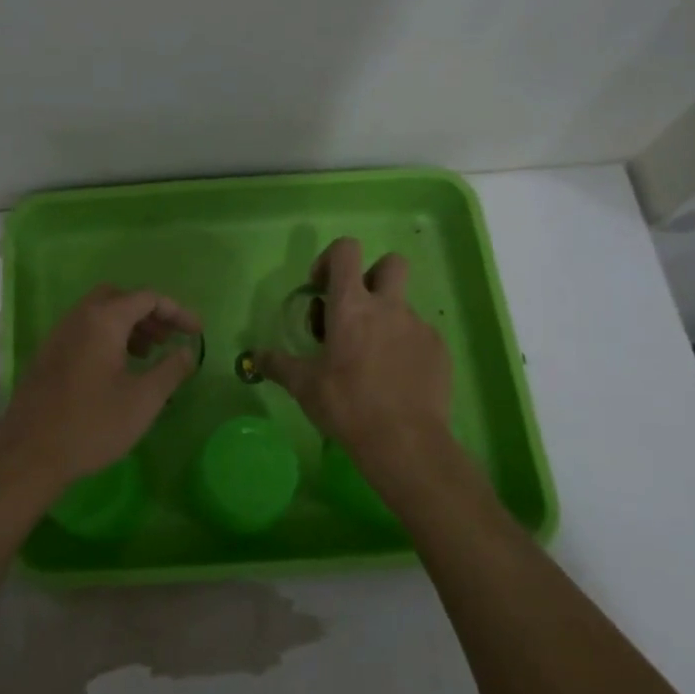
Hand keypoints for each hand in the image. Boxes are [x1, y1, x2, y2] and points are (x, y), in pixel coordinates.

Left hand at [0, 284, 201, 488]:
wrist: (29, 454)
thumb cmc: (92, 424)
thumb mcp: (143, 400)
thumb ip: (170, 370)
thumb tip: (187, 351)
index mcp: (103, 320)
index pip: (147, 298)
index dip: (176, 311)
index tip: (196, 332)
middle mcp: (78, 318)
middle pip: (119, 298)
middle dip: (148, 313)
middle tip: (166, 339)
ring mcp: (58, 335)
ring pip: (98, 313)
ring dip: (127, 325)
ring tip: (146, 355)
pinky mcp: (47, 355)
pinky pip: (83, 331)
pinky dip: (106, 337)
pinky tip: (116, 370)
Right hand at [256, 238, 458, 494]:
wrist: (406, 443)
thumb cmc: (347, 405)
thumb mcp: (304, 386)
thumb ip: (278, 365)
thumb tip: (255, 356)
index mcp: (351, 306)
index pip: (346, 250)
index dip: (330, 259)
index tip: (321, 289)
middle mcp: (388, 307)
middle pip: (390, 263)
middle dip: (372, 276)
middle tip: (355, 310)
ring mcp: (418, 327)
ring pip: (403, 305)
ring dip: (386, 319)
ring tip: (371, 358)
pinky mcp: (439, 350)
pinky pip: (420, 335)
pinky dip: (405, 346)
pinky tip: (394, 378)